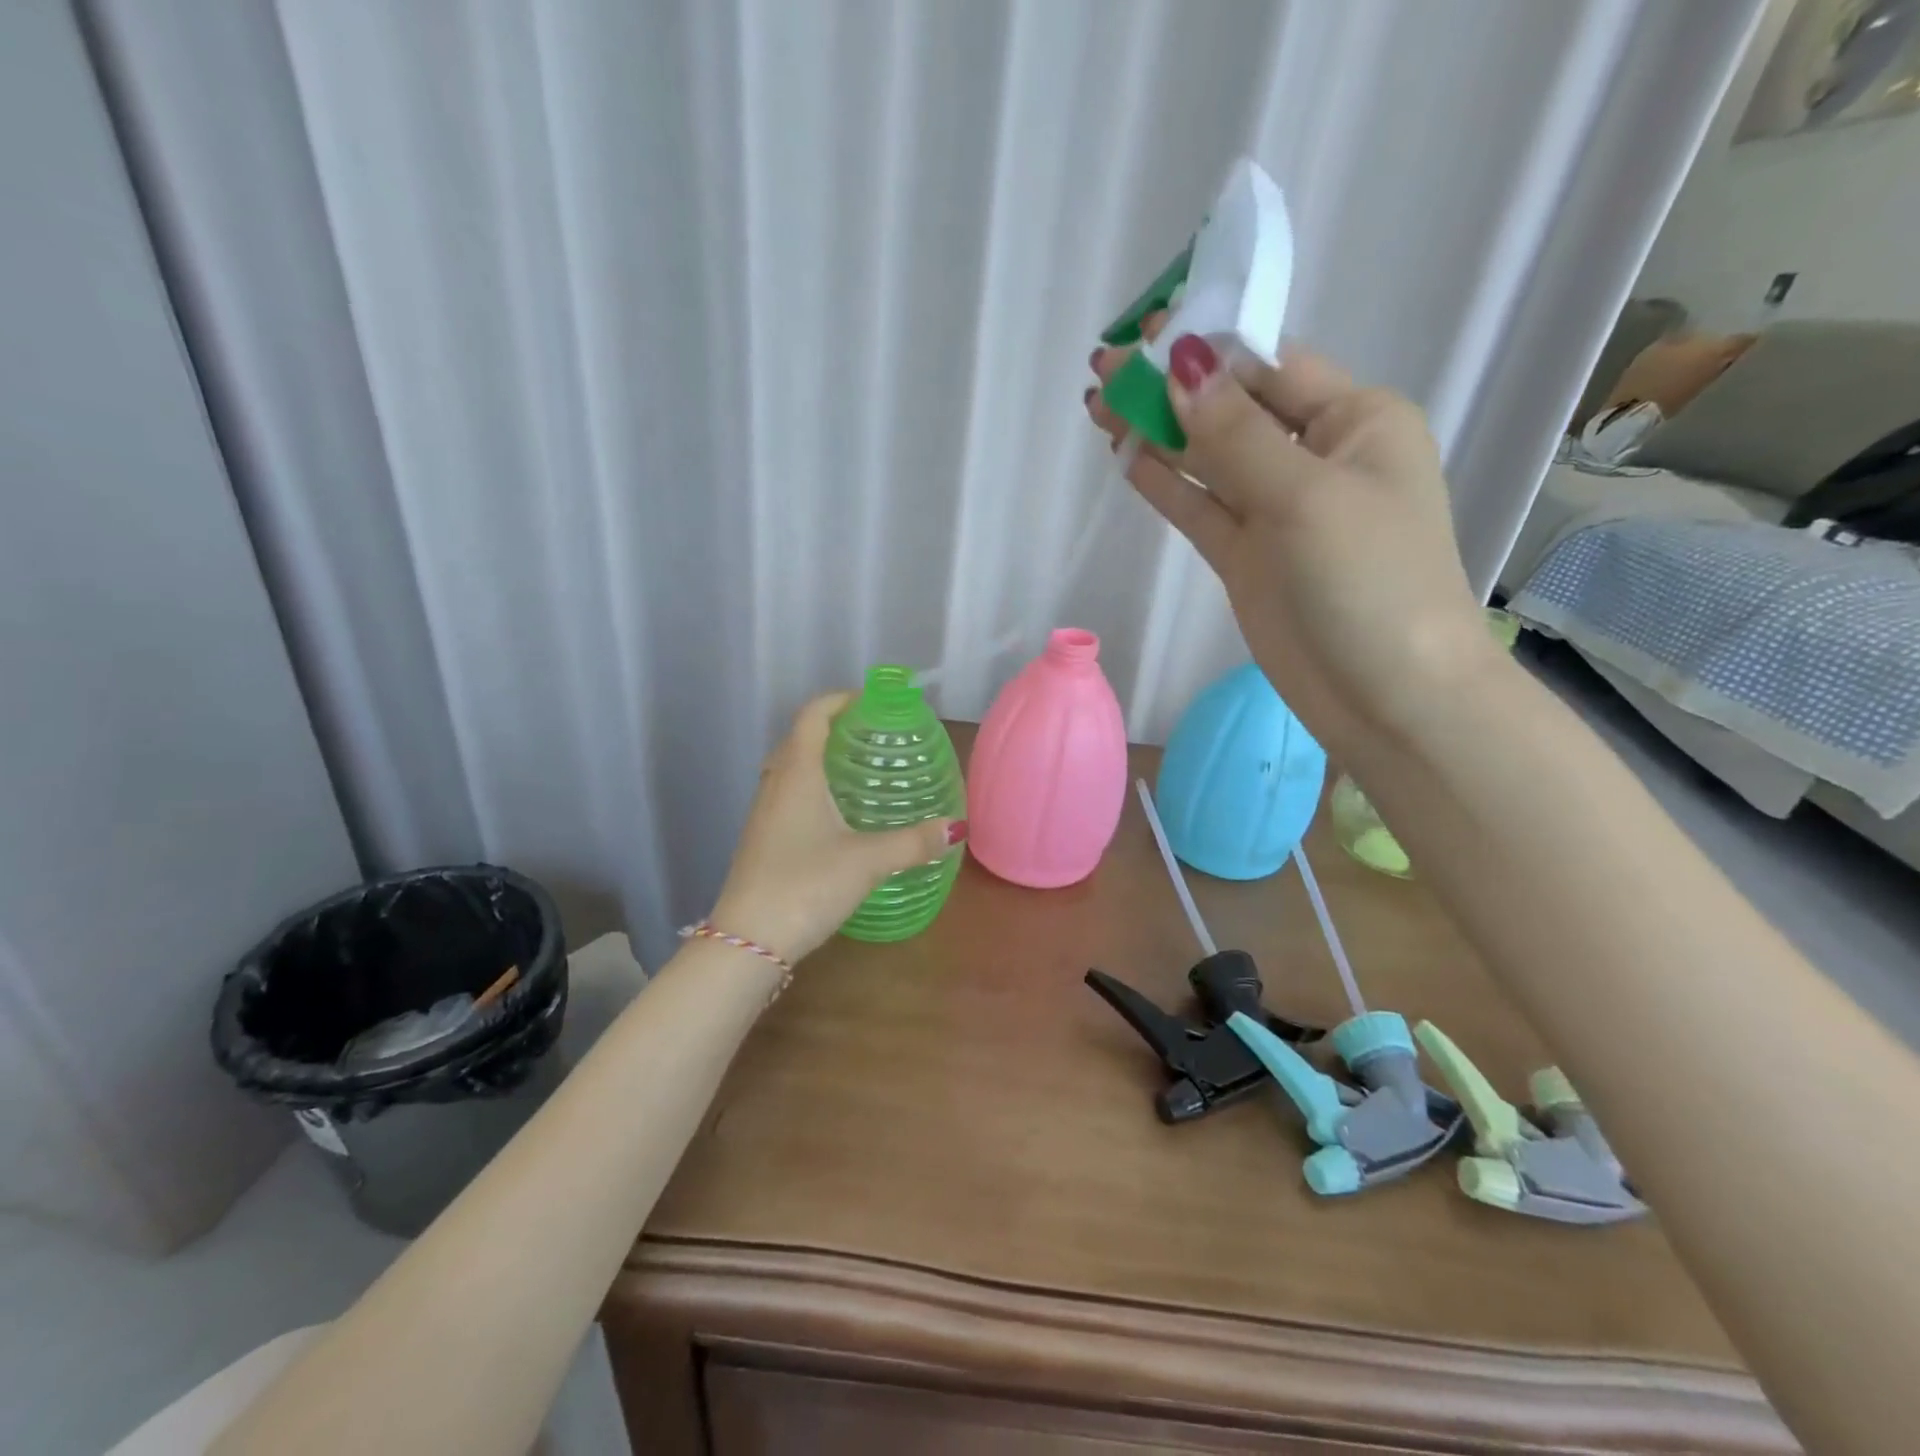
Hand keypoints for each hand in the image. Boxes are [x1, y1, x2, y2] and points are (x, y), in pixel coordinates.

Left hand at [709, 692, 965, 963]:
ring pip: (790, 769)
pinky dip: (811, 789)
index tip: (871, 701)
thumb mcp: (868, 862)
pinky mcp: (761, 840)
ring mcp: (763, 814)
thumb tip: (957, 829)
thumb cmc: (806, 885)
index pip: (812, 716)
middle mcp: (775, 785)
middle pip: (799, 739)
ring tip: (858, 771)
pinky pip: (787, 796)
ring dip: (820, 759)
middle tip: (871, 736)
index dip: (839, 700)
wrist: (747, 941)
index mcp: (798, 775)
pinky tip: (836, 816)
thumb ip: (913, 843)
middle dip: (833, 728)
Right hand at [1086, 317, 1498, 756]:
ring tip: (1098, 406)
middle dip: (1172, 387)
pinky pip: (1199, 507)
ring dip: (1158, 432)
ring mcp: (1276, 511)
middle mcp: (1314, 457)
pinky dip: (1165, 483)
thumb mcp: (1305, 496)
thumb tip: (1182, 365)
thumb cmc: (1368, 581)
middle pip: (1231, 408)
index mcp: (1354, 422)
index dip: (1208, 346)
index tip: (1145, 333)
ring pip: (1207, 458)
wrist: (1386, 695)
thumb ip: (1236, 435)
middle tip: (1102, 369)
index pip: (1270, 366)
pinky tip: (1126, 457)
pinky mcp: (1246, 556)